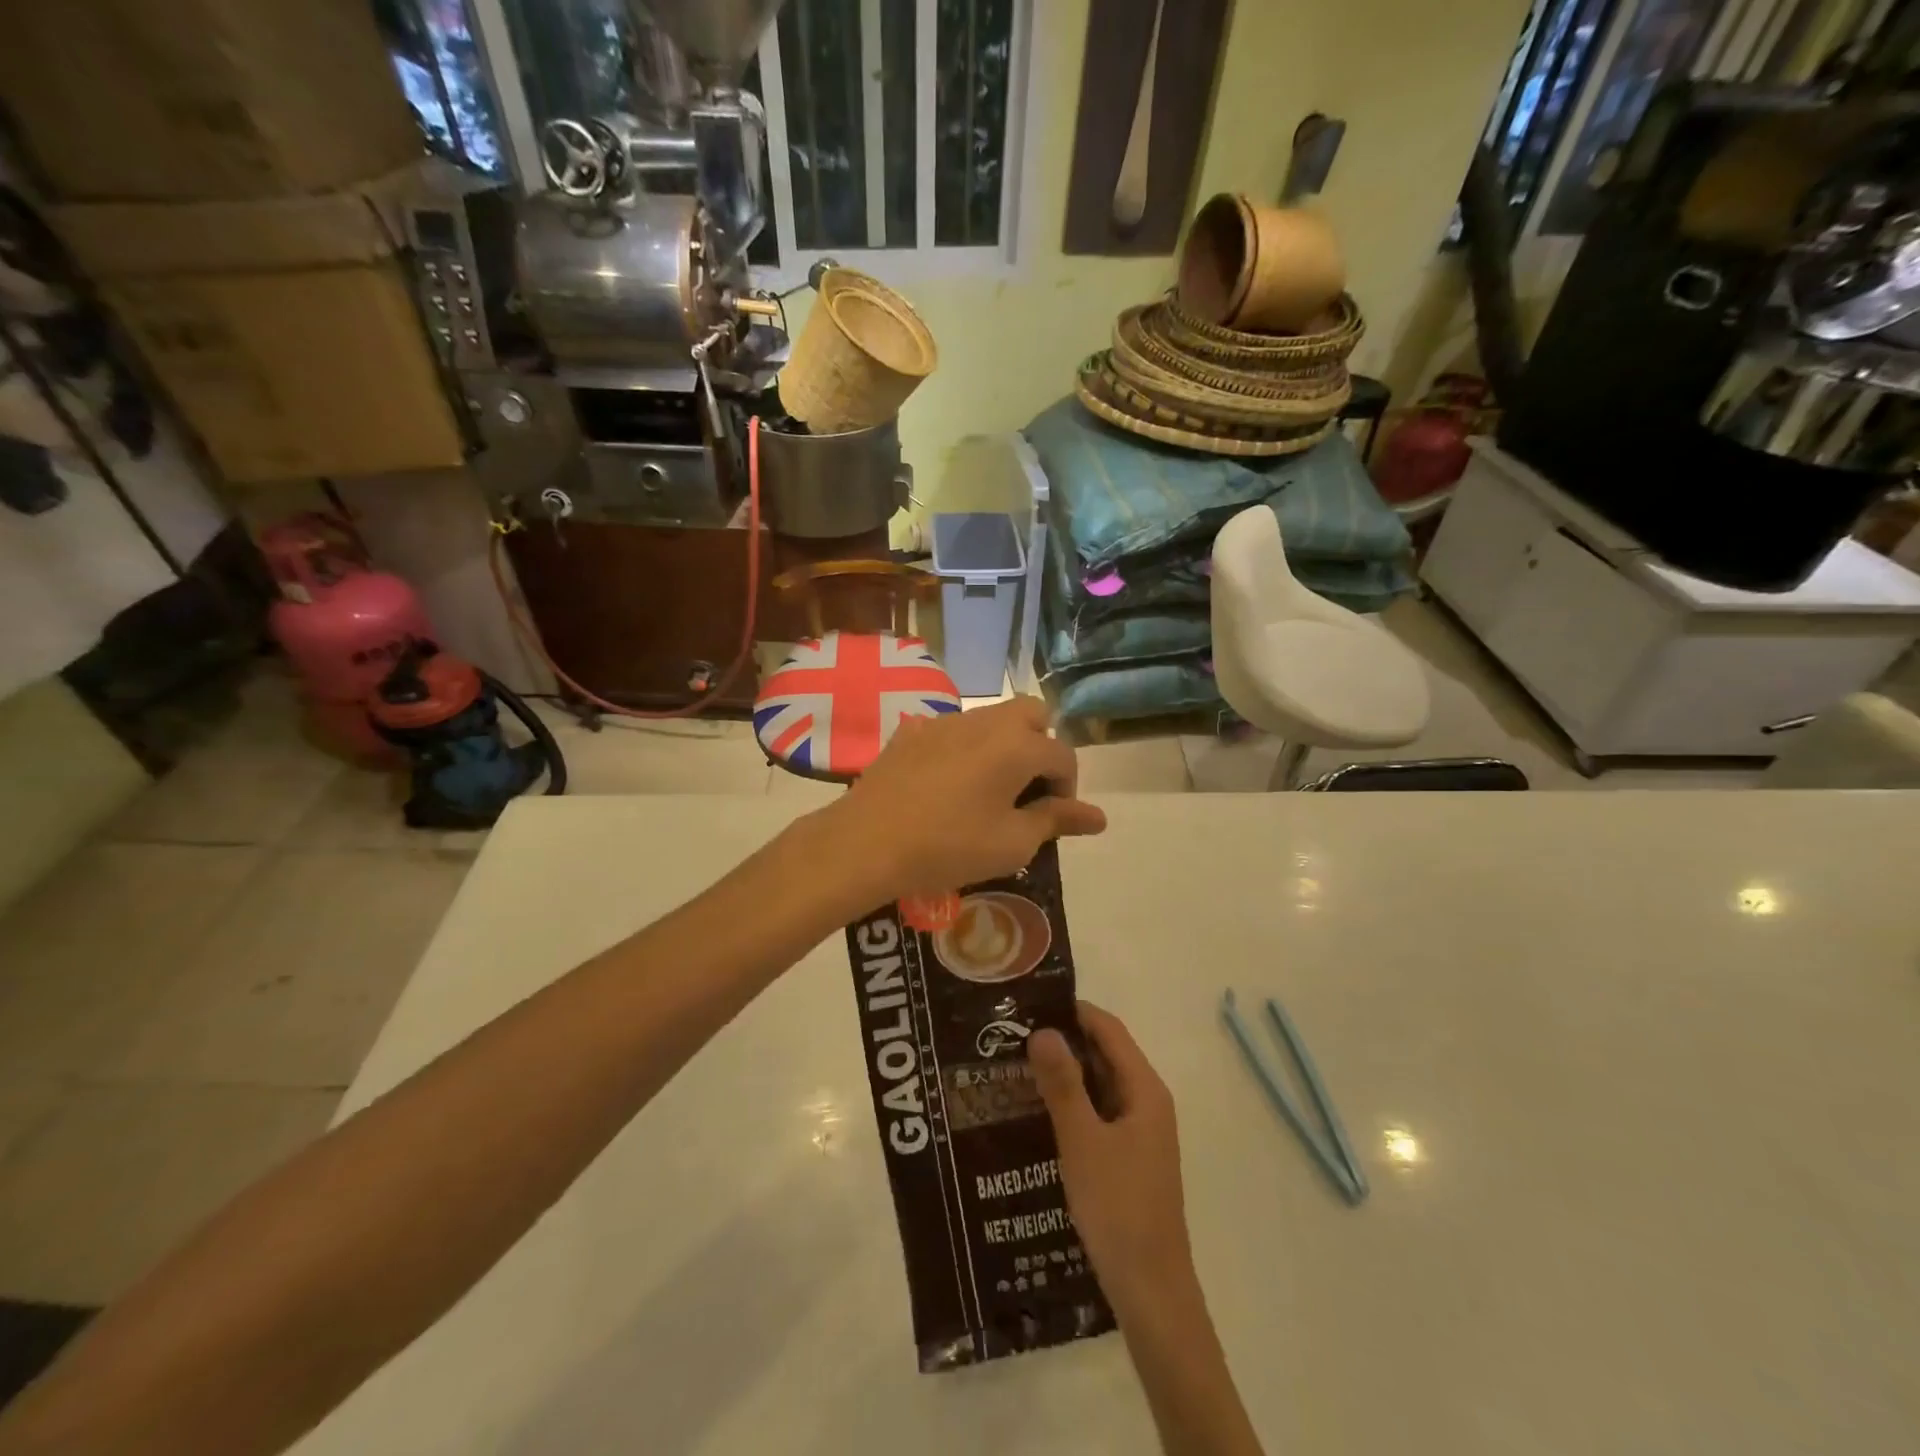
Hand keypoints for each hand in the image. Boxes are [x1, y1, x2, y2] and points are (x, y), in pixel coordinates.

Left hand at [824, 697, 1106, 900]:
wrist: (866, 843)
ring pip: (991, 718)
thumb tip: (1098, 816)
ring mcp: (944, 722)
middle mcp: (984, 721)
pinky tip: (947, 785)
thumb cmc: (949, 847)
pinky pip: (953, 730)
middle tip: (1027, 790)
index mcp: (1017, 745)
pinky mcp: (911, 733)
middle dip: (1041, 746)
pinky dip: (965, 749)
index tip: (1052, 819)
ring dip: (1004, 745)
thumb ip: (1056, 821)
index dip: (1067, 788)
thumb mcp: (1012, 843)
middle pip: (1031, 714)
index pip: (1063, 755)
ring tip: (989, 790)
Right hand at [1029, 1002, 1193, 1313]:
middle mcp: (1146, 1102)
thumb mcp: (1082, 1141)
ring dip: (1064, 1074)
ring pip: (1100, 1086)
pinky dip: (1071, 1104)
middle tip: (1013, 1033)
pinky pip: (1098, 1114)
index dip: (1073, 1011)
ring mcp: (1139, 1132)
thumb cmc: (1118, 1208)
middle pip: (1105, 1055)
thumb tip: (1043, 1030)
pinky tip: (1036, 1111)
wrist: (1151, 1291)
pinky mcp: (1128, 1157)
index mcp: (1145, 1090)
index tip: (1031, 1002)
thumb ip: (1063, 1084)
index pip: (1109, 1030)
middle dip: (1063, 1041)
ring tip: (1016, 1065)